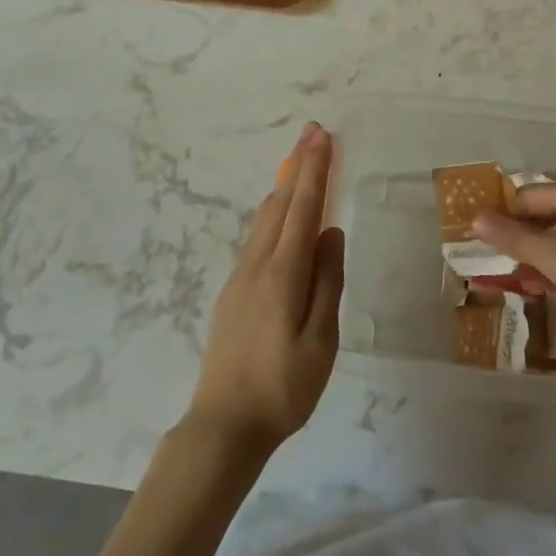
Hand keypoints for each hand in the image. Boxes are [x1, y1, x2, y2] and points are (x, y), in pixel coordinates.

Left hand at [184, 122, 342, 457]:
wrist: (223, 424)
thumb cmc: (282, 388)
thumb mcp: (320, 342)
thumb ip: (327, 283)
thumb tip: (332, 233)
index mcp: (282, 273)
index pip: (303, 208)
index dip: (315, 170)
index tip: (323, 136)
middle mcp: (257, 264)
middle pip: (281, 203)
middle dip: (299, 165)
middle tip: (313, 131)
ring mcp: (240, 276)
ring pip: (265, 218)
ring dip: (285, 185)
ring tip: (298, 159)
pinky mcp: (233, 290)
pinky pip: (257, 236)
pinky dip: (273, 211)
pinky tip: (278, 212)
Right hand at [472, 179, 555, 369]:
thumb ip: (514, 237)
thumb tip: (475, 217)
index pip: (527, 194)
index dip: (502, 215)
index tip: (479, 242)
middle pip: (544, 213)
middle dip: (518, 237)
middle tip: (493, 264)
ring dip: (536, 256)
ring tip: (514, 281)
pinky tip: (544, 289)